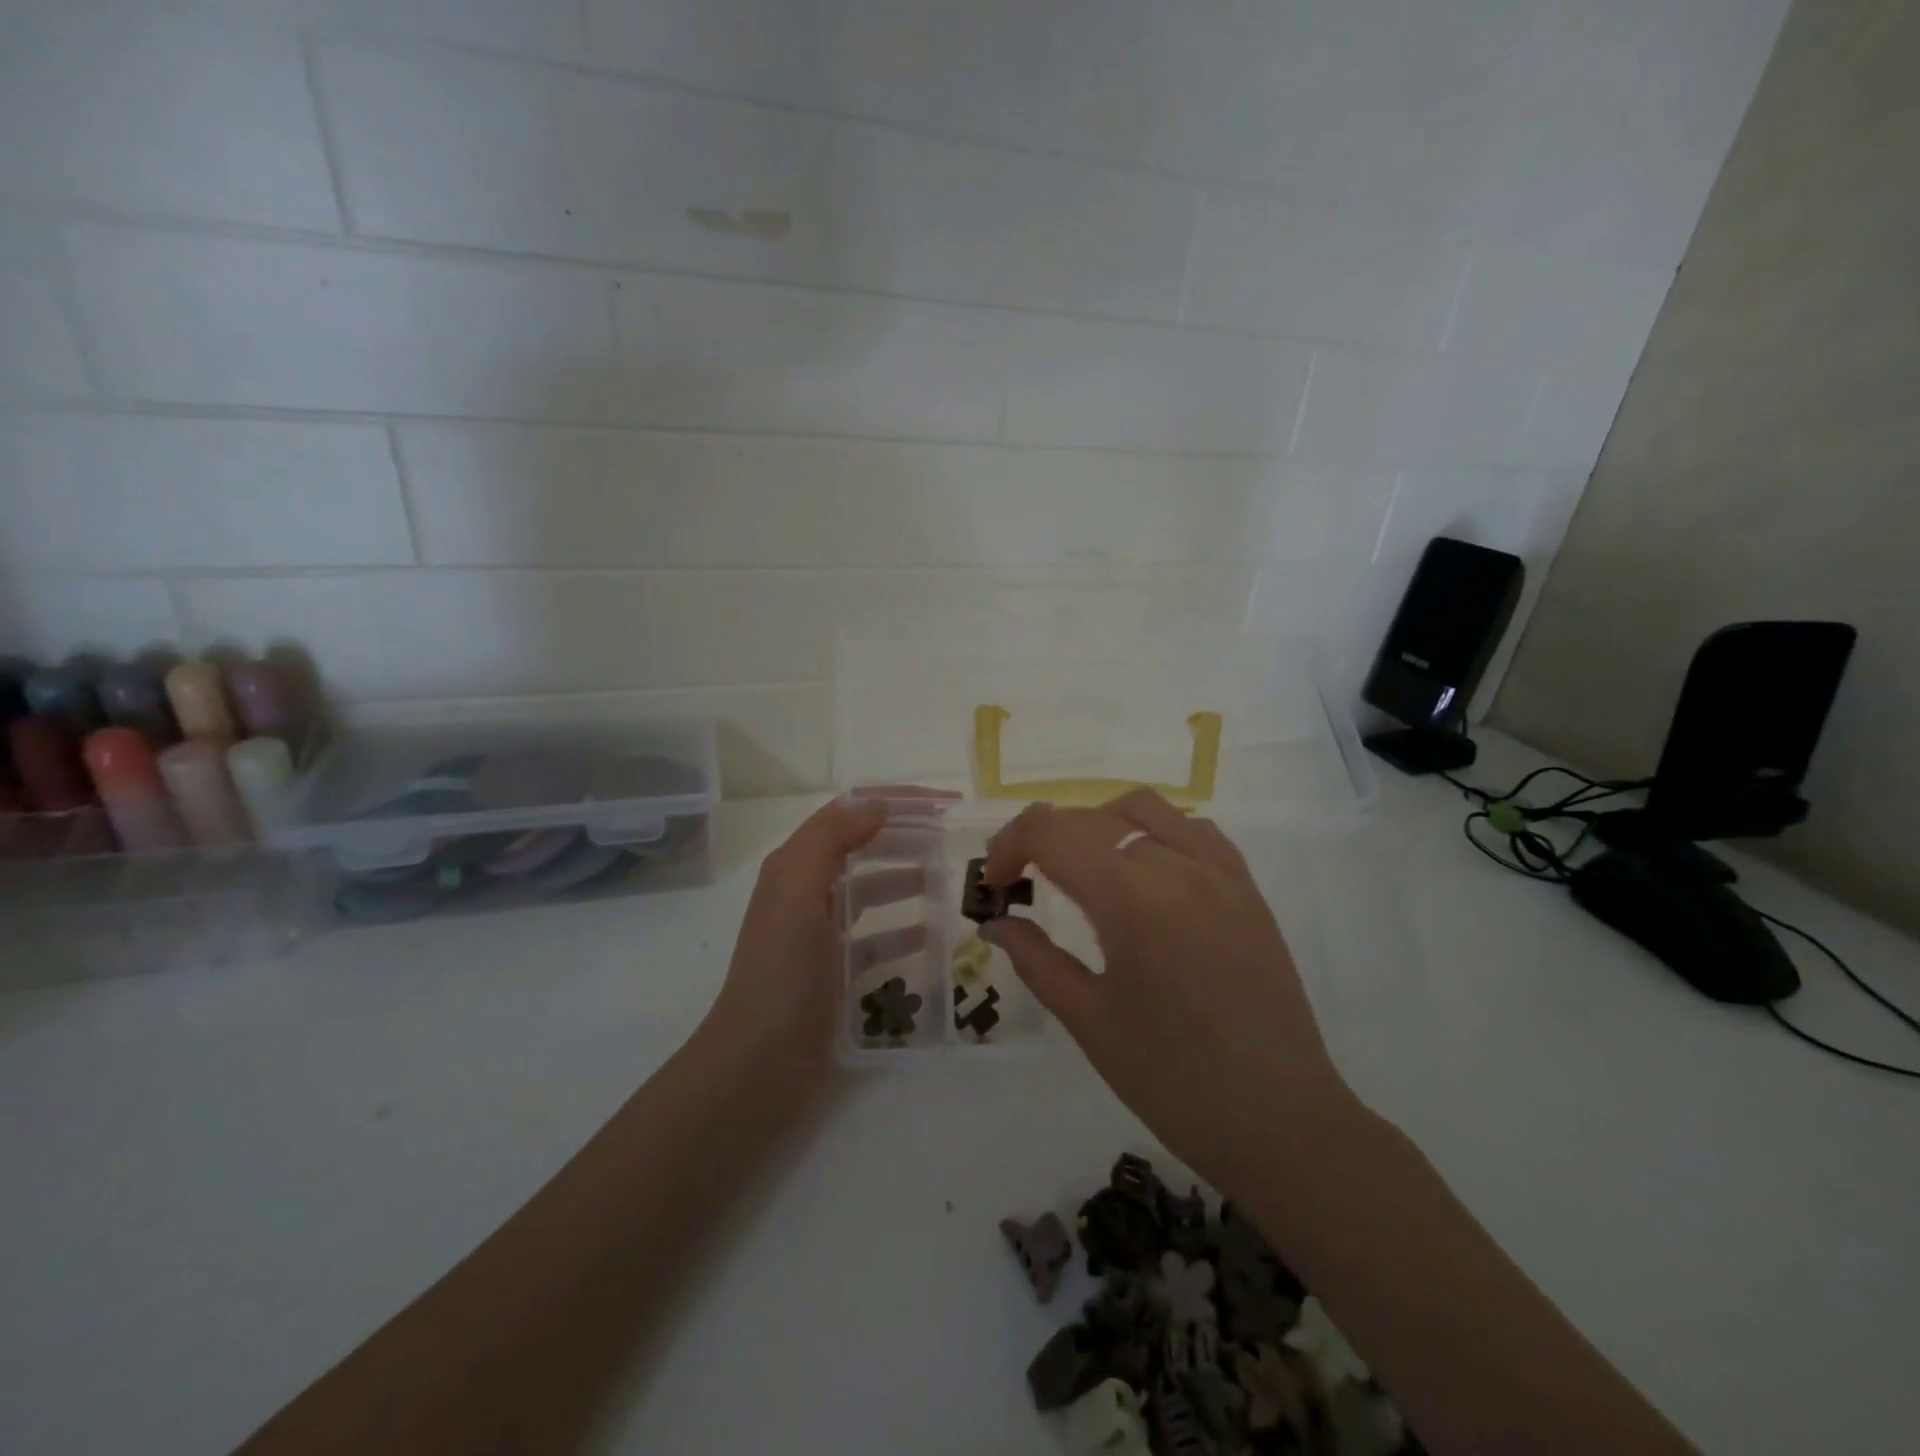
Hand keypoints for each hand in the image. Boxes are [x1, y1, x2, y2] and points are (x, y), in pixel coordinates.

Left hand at [709, 790, 948, 1083]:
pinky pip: (876, 937)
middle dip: (905, 835)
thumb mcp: (798, 891)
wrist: (759, 1061)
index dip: (895, 800)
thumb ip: (831, 839)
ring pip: (871, 889)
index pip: (847, 811)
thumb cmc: (781, 970)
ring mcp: (821, 932)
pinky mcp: (836, 969)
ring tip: (949, 880)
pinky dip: (903, 930)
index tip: (945, 804)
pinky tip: (933, 934)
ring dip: (907, 878)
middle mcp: (806, 891)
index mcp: (795, 865)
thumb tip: (877, 804)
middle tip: (954, 838)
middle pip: (862, 846)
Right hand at [981, 788, 1356, 1196]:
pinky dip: (1153, 831)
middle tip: (1022, 884)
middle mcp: (1178, 868)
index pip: (1051, 832)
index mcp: (1132, 901)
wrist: (1280, 1121)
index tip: (995, 885)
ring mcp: (1220, 872)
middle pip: (1089, 817)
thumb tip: (995, 922)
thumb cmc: (1173, 1082)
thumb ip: (1035, 958)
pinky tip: (1144, 872)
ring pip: (1142, 808)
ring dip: (1096, 825)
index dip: (1009, 845)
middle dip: (1042, 841)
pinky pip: (1193, 829)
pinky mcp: (1247, 887)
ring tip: (1082, 869)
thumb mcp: (1089, 1021)